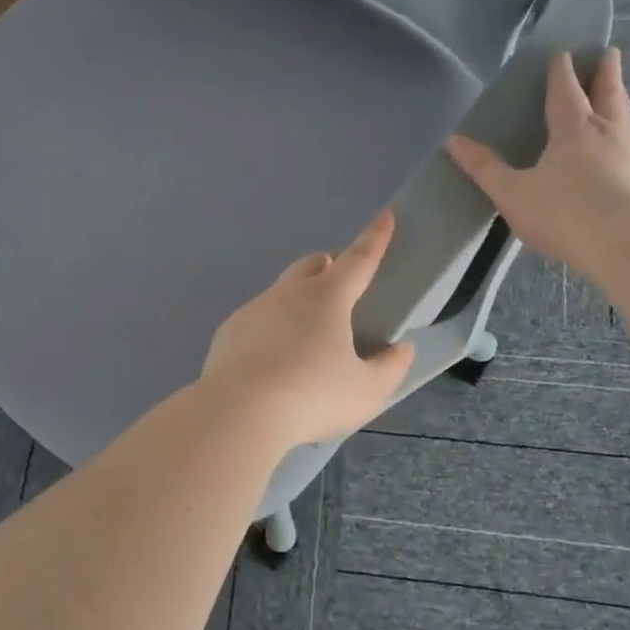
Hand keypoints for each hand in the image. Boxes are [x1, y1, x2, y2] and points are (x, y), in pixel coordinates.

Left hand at [200, 211, 416, 449]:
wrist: (238, 413)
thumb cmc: (312, 397)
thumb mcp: (366, 391)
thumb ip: (390, 368)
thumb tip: (401, 350)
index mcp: (326, 298)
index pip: (359, 259)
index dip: (376, 238)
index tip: (386, 216)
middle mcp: (287, 294)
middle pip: (311, 265)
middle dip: (328, 266)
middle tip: (340, 287)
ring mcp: (253, 311)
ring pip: (280, 293)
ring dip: (297, 302)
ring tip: (305, 340)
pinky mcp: (228, 333)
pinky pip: (256, 320)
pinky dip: (270, 330)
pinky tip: (272, 362)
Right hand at [446, 48, 629, 276]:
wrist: (628, 244)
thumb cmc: (564, 212)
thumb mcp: (513, 193)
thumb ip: (485, 168)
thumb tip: (453, 141)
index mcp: (574, 128)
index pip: (567, 90)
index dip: (563, 72)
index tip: (564, 54)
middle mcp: (609, 132)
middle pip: (608, 94)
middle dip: (606, 74)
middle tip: (610, 54)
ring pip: (627, 118)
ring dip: (621, 102)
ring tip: (619, 96)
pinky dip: (629, 139)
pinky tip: (628, 151)